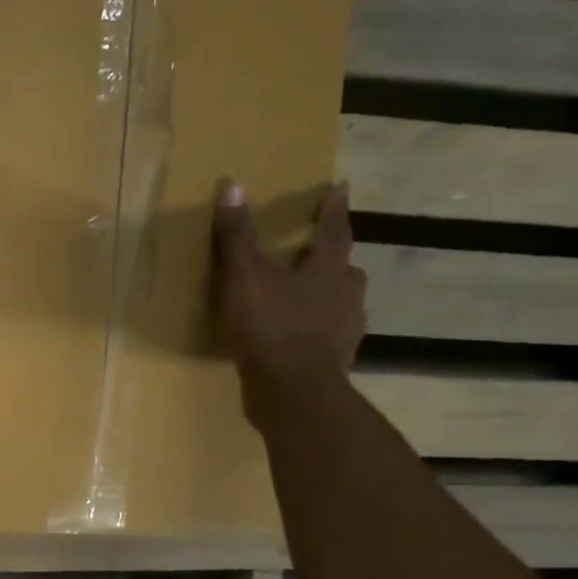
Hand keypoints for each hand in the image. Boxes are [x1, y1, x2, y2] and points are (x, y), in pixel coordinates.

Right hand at [212, 179, 366, 425]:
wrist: (293, 393)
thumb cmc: (271, 327)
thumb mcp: (244, 277)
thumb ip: (237, 235)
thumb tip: (232, 185)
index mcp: (328, 270)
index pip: (333, 230)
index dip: (332, 208)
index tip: (339, 187)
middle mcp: (345, 296)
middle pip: (343, 269)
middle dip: (330, 258)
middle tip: (313, 251)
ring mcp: (343, 331)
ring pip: (339, 304)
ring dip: (323, 296)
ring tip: (301, 296)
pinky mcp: (332, 360)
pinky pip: (325, 336)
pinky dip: (312, 330)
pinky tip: (293, 336)